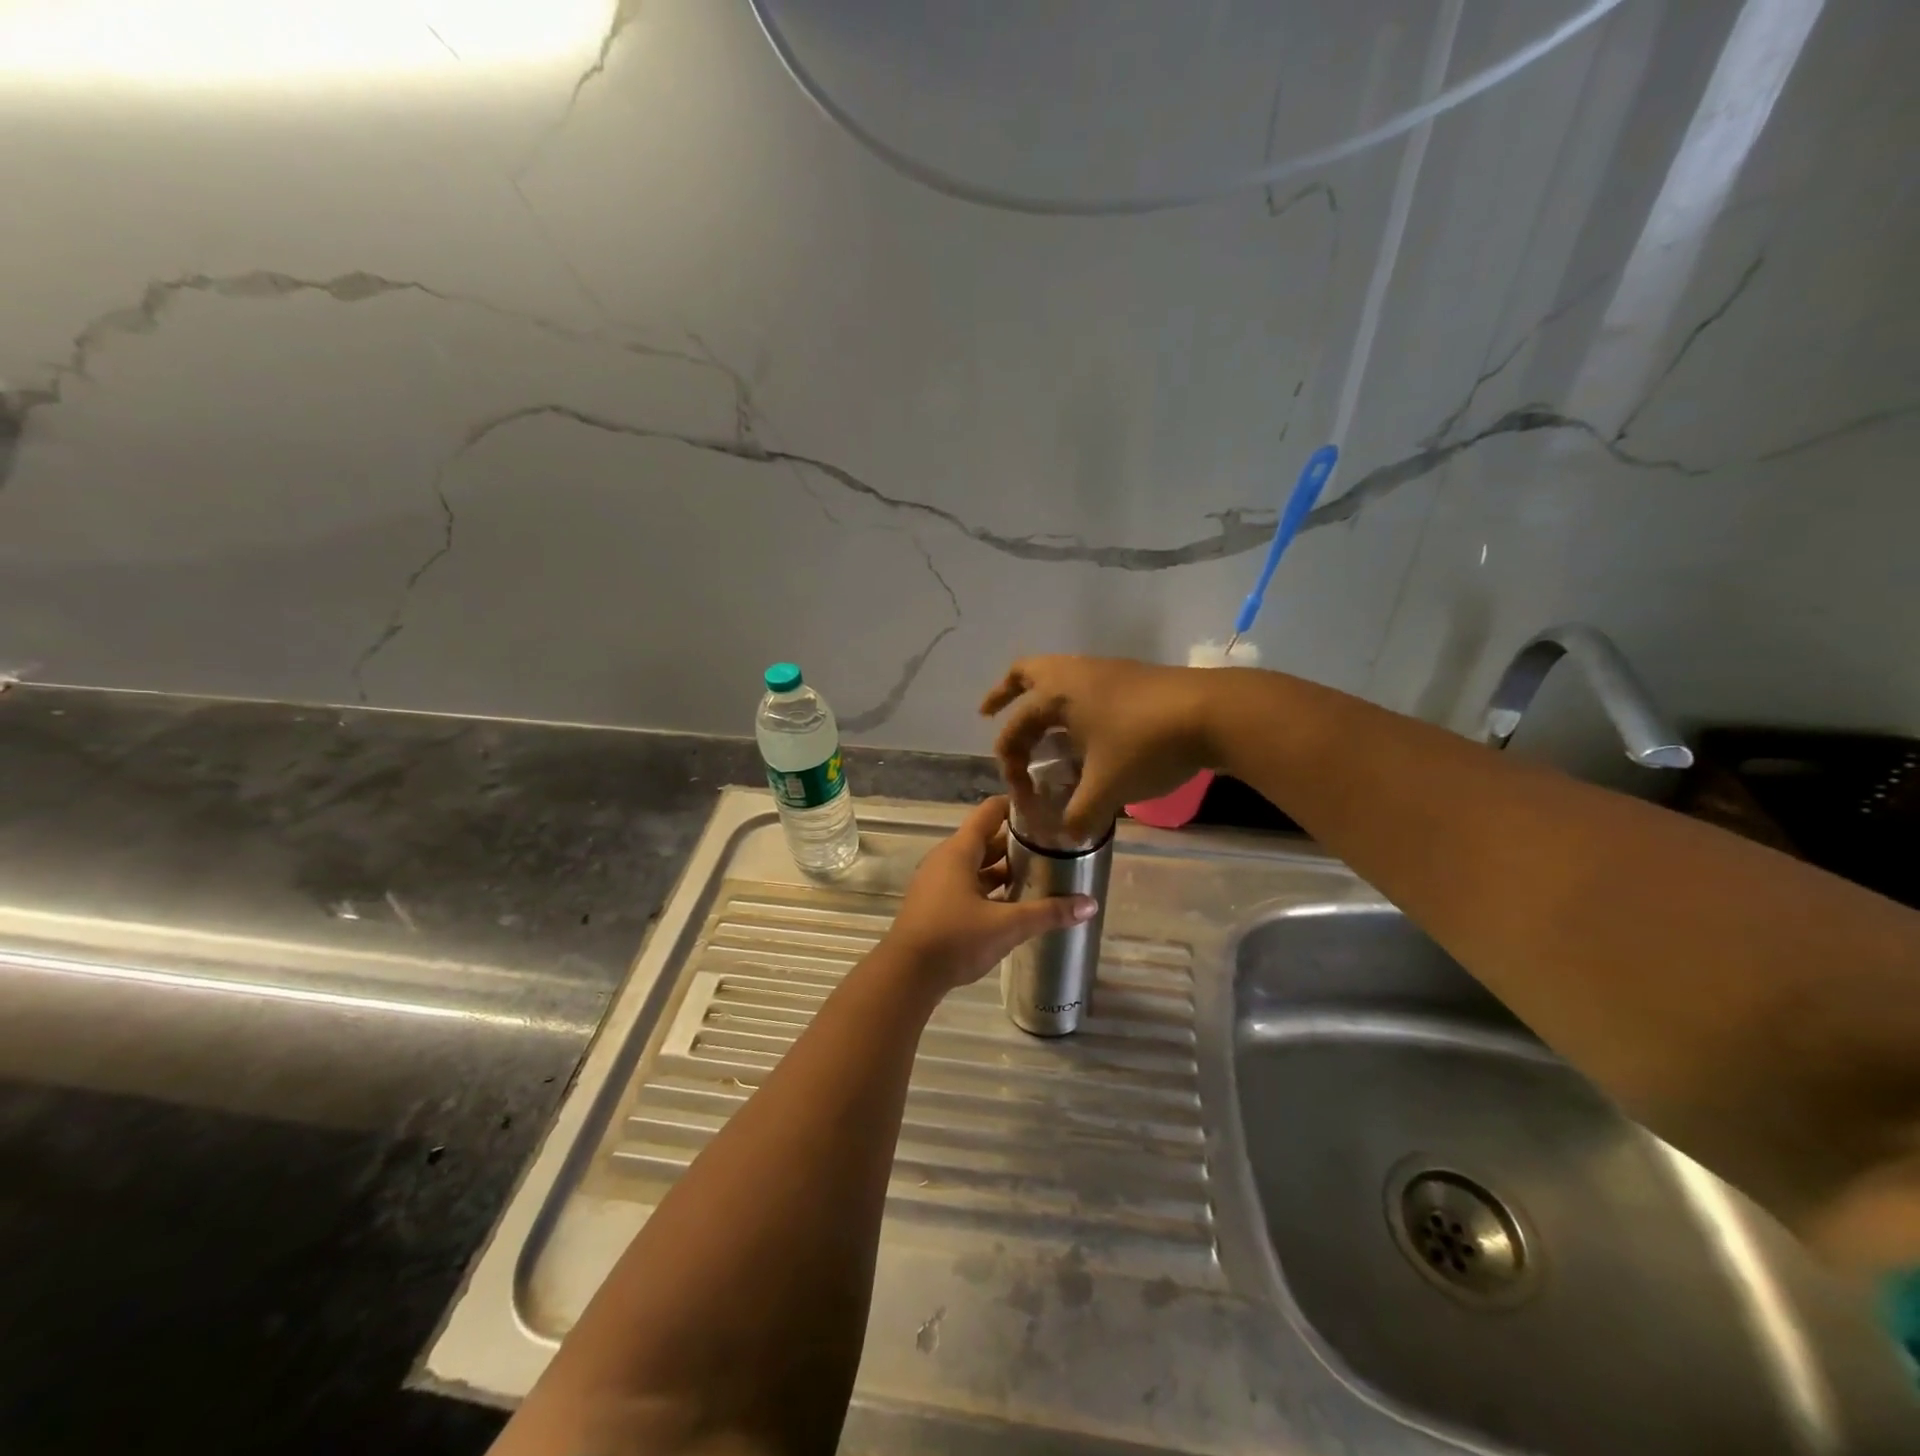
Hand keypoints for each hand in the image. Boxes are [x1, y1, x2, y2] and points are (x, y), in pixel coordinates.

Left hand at [887, 797, 1097, 991]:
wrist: (906, 975)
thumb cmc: (955, 938)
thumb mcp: (1006, 925)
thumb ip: (1048, 913)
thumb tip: (1090, 904)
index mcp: (960, 851)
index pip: (990, 812)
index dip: (1016, 807)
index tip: (1045, 809)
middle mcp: (946, 860)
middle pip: (986, 840)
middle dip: (1017, 843)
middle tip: (1052, 846)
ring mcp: (938, 883)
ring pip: (977, 866)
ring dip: (1004, 870)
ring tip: (1039, 874)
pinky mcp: (936, 905)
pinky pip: (967, 886)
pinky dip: (990, 889)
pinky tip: (1013, 904)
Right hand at [981, 655, 1218, 838]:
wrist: (1215, 712)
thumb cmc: (1147, 746)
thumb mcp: (1108, 788)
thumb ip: (1080, 815)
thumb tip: (1066, 835)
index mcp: (1056, 694)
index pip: (1016, 728)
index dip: (1009, 763)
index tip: (1019, 792)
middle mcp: (1074, 674)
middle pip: (1025, 672)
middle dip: (1003, 693)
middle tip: (989, 712)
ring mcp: (1105, 670)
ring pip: (1058, 673)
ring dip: (1040, 695)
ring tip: (1038, 722)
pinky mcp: (1131, 676)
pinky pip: (1083, 683)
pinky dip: (1070, 700)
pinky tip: (1082, 727)